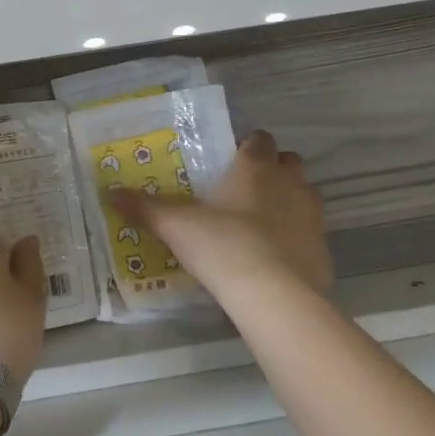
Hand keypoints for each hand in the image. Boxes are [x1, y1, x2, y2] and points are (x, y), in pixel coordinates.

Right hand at [112, 130, 332, 299]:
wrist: (274, 296)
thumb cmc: (222, 245)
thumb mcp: (175, 226)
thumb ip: (145, 208)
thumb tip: (110, 192)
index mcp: (254, 168)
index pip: (259, 139)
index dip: (247, 146)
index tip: (230, 160)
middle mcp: (289, 183)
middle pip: (289, 162)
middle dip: (274, 169)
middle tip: (247, 189)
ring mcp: (312, 216)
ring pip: (306, 194)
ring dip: (290, 201)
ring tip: (262, 223)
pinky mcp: (324, 250)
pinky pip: (312, 234)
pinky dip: (298, 239)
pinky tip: (277, 258)